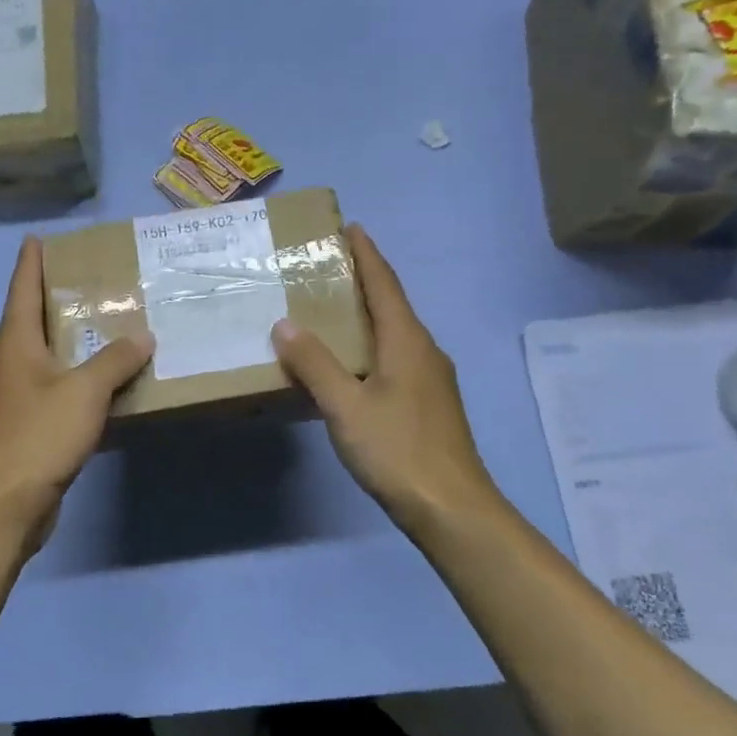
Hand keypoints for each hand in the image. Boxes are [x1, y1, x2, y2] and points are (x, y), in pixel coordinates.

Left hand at [0, 237, 152, 545]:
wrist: (5, 502)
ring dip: (72, 341)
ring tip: (107, 324)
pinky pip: (57, 389)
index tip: (39, 238)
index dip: (31, 261)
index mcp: (15, 342)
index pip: (22, 288)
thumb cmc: (39, 434)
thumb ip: (115, 360)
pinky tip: (106, 382)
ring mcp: (16, 396)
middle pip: (33, 319)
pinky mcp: (27, 426)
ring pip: (47, 356)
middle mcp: (10, 362)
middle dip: (58, 297)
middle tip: (93, 278)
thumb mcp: (85, 390)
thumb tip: (142, 336)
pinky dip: (79, 379)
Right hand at [271, 224, 500, 536]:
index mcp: (407, 341)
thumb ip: (314, 364)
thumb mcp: (346, 406)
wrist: (451, 508)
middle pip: (392, 304)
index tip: (350, 227)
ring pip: (395, 333)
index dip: (367, 254)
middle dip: (364, 280)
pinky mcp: (430, 404)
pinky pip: (396, 358)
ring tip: (333, 310)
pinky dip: (372, 345)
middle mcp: (424, 350)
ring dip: (368, 315)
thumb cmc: (398, 450)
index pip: (384, 284)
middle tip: (328, 266)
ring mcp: (431, 379)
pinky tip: (352, 364)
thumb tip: (285, 324)